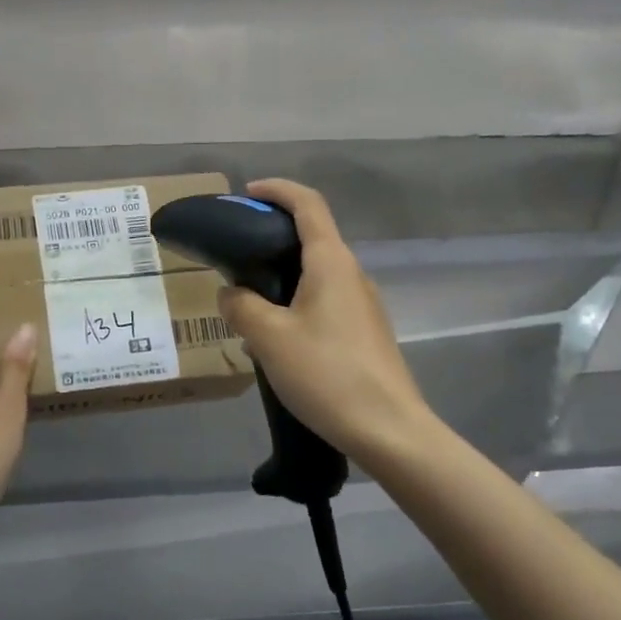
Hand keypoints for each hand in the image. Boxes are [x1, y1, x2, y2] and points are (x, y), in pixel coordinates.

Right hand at [217, 179, 433, 464]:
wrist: (389, 430)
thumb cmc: (327, 373)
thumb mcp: (269, 337)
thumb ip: (241, 306)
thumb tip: (231, 292)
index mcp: (331, 262)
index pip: (308, 204)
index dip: (277, 190)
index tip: (247, 193)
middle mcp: (351, 274)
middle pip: (312, 237)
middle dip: (273, 236)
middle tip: (236, 253)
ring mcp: (363, 305)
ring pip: (316, 275)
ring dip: (281, 277)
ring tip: (247, 304)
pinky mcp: (365, 333)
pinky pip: (324, 303)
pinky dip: (295, 303)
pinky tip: (274, 338)